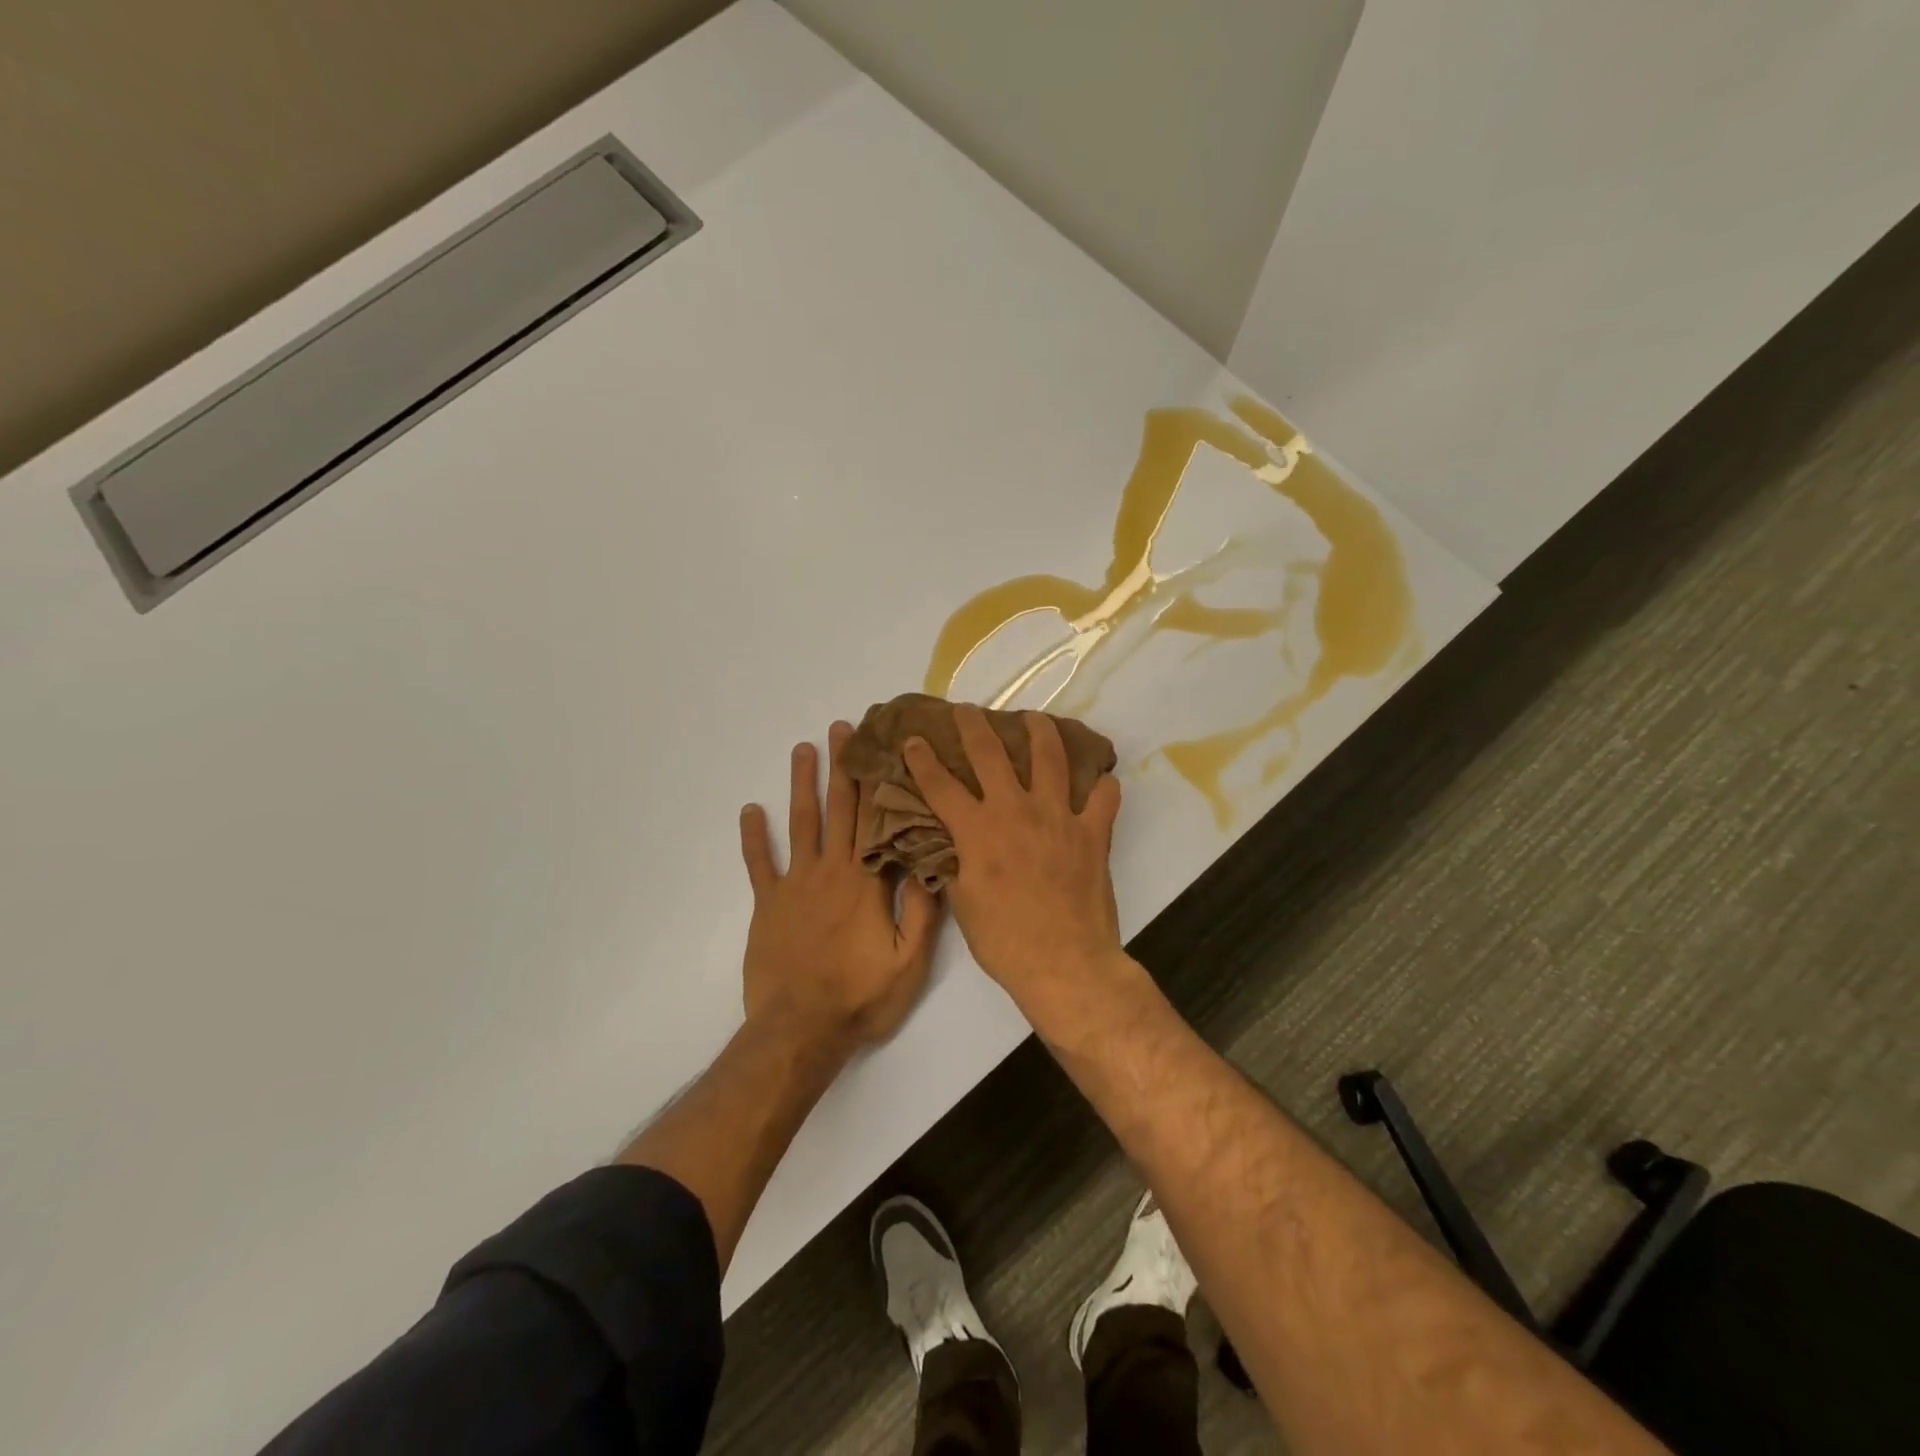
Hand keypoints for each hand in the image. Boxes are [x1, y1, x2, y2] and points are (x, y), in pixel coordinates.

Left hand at [739, 721, 940, 1057]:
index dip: (875, 780)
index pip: (873, 819)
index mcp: (865, 880)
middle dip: (840, 766)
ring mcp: (794, 884)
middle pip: (837, 808)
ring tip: (802, 748)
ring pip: (800, 823)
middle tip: (841, 728)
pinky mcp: (767, 904)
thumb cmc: (861, 996)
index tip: (876, 746)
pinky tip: (750, 810)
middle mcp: (830, 870)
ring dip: (801, 784)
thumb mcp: (909, 961)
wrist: (801, 1030)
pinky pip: (758, 863)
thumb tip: (929, 862)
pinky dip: (753, 836)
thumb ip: (921, 910)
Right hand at [902, 706, 1124, 1004]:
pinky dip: (1102, 786)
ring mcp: (1058, 817)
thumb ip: (956, 864)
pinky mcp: (1092, 832)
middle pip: (990, 754)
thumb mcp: (963, 902)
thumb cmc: (1003, 939)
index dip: (922, 760)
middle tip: (967, 709)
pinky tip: (1101, 779)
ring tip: (1035, 719)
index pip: (941, 785)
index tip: (913, 739)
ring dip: (1040, 731)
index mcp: (977, 830)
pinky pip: (1103, 798)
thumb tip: (950, 845)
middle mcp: (1015, 811)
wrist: (1062, 962)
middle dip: (974, 725)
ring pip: (1051, 758)